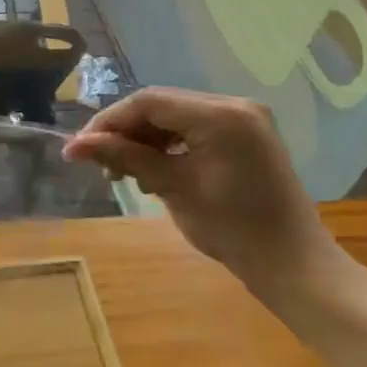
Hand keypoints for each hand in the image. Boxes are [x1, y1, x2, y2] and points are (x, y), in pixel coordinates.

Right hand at [64, 87, 338, 292]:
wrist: (293, 264)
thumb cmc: (233, 229)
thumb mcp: (173, 189)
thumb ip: (124, 158)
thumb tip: (73, 146)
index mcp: (220, 115)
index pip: (148, 102)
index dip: (108, 122)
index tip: (79, 150)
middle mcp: (234, 105)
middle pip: (160, 106)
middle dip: (125, 132)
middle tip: (100, 165)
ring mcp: (243, 119)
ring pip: (174, 117)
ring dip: (144, 140)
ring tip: (124, 174)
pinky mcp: (245, 135)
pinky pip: (193, 129)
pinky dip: (168, 146)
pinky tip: (154, 171)